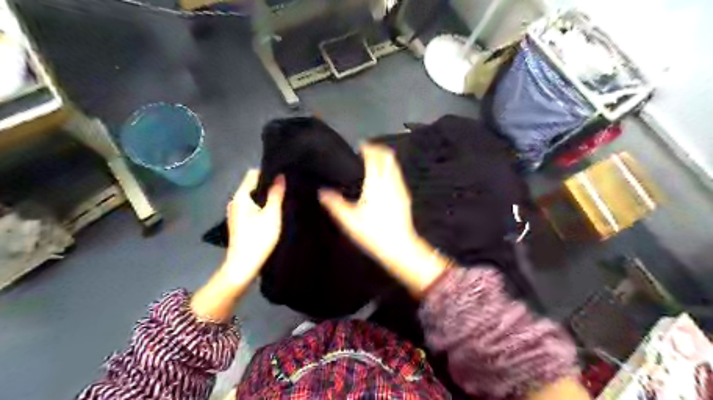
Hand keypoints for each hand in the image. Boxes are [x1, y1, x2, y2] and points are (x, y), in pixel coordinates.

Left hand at [227, 169, 286, 283]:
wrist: (243, 266)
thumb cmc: (258, 238)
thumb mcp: (272, 214)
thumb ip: (276, 194)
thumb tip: (280, 176)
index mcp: (241, 196)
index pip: (253, 174)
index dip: (268, 173)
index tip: (283, 177)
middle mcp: (235, 201)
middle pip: (252, 186)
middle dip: (268, 186)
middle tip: (286, 189)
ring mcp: (235, 213)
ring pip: (253, 198)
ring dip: (266, 198)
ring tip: (282, 201)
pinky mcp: (239, 223)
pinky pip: (251, 207)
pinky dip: (261, 207)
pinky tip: (273, 214)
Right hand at [321, 146, 445, 294]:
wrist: (400, 246)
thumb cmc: (373, 232)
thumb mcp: (349, 220)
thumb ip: (335, 204)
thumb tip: (322, 192)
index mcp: (376, 183)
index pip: (373, 156)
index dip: (366, 148)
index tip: (358, 146)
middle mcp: (390, 181)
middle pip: (387, 156)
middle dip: (377, 149)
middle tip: (365, 151)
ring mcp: (400, 188)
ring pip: (394, 165)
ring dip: (384, 159)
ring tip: (372, 163)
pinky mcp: (405, 196)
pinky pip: (397, 175)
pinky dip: (389, 170)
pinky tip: (382, 180)